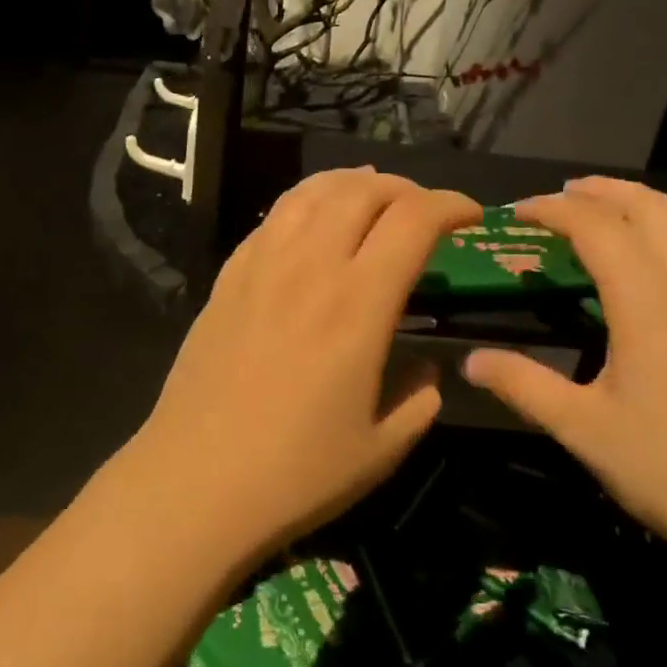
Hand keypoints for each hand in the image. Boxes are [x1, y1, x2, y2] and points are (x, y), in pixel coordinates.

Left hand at [126, 168, 479, 564]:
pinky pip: (272, 218)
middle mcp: (310, 267)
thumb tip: (426, 369)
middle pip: (361, 191)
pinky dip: (305, 202)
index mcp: (358, 304)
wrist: (194, 483)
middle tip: (423, 210)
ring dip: (351, 183)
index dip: (450, 205)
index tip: (472, 216)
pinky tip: (312, 221)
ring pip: (311, 192)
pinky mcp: (227, 277)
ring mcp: (261, 266)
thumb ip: (419, 398)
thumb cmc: (295, 474)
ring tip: (372, 194)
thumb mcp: (382, 449)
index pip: (413, 220)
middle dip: (405, 187)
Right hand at [462, 177, 666, 569]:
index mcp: (646, 301)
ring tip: (614, 205)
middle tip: (562, 195)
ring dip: (647, 202)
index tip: (517, 212)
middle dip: (601, 191)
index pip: (595, 227)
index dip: (552, 210)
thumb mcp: (582, 429)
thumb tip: (469, 361)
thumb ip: (523, 385)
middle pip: (648, 208)